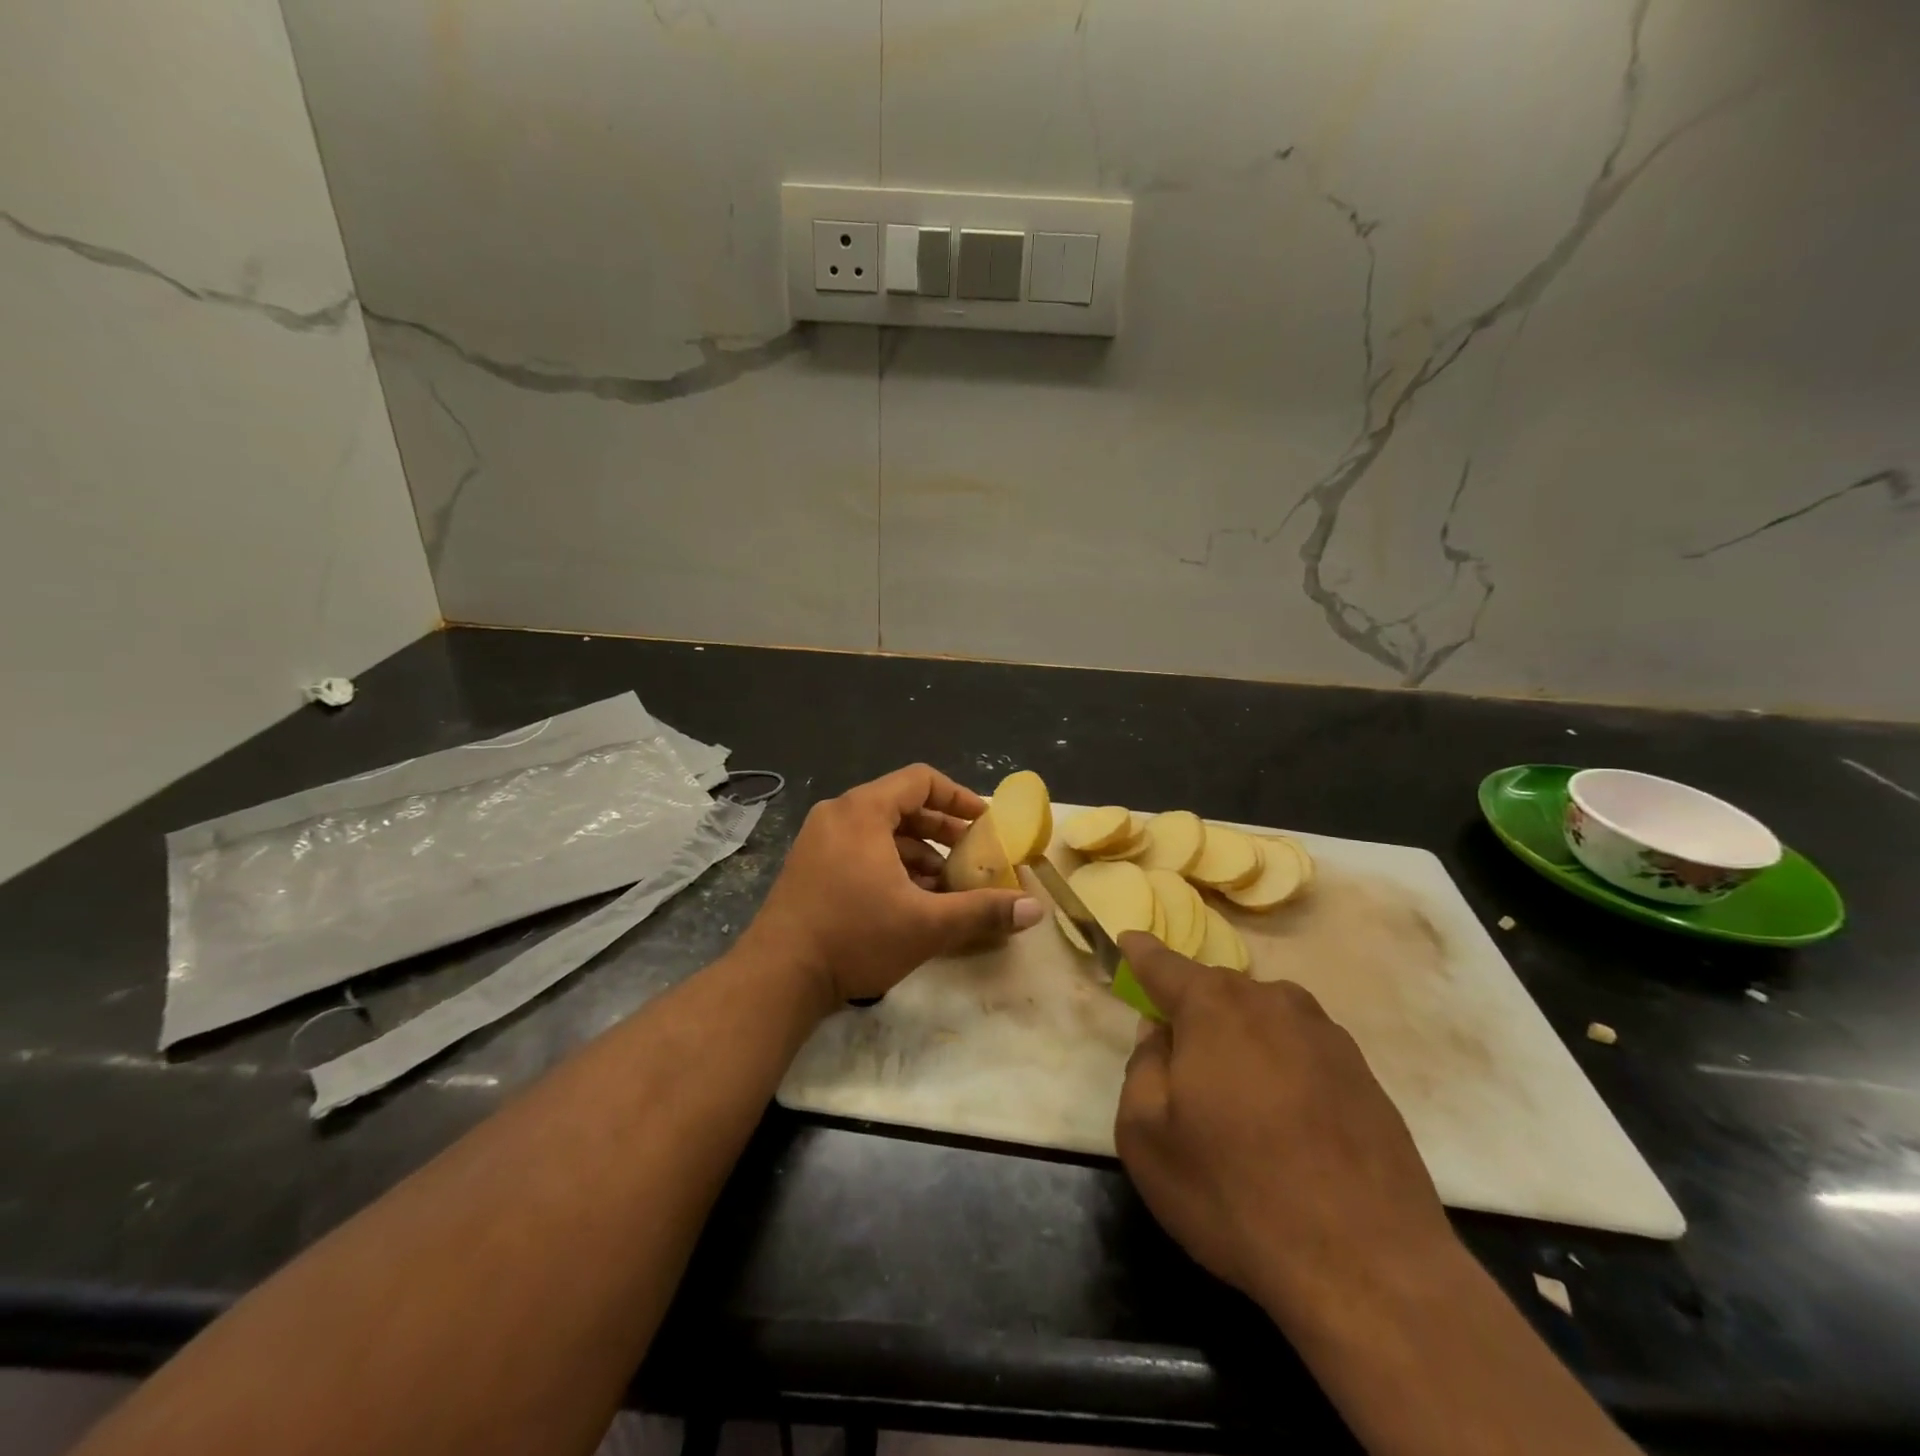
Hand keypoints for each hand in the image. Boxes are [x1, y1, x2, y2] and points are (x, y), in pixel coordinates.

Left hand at [742, 764, 1043, 1005]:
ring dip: (917, 852)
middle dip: (941, 829)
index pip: (920, 781)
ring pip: (880, 831)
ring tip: (946, 884)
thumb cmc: (855, 937)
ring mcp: (818, 840)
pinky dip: (890, 864)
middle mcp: (838, 815)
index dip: (958, 796)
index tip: (985, 821)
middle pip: (901, 805)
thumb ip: (982, 911)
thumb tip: (1035, 909)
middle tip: (972, 854)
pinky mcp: (809, 866)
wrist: (777, 977)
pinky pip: (859, 849)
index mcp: (863, 811)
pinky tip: (911, 899)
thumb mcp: (927, 925)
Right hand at [1114, 933, 1456, 1326]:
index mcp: (1213, 1006)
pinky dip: (1282, 1071)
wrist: (1369, 1267)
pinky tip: (1285, 1127)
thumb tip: (1161, 1033)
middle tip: (1181, 1066)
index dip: (1141, 952)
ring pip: (1262, 1021)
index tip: (1129, 939)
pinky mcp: (1364, 1074)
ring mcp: (1326, 1035)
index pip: (1163, 964)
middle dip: (1193, 1014)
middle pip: (1216, 993)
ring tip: (1237, 1105)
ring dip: (1241, 1043)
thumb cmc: (1236, 1192)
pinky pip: (1301, 1053)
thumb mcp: (1147, 1137)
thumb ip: (1142, 1067)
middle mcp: (1272, 1002)